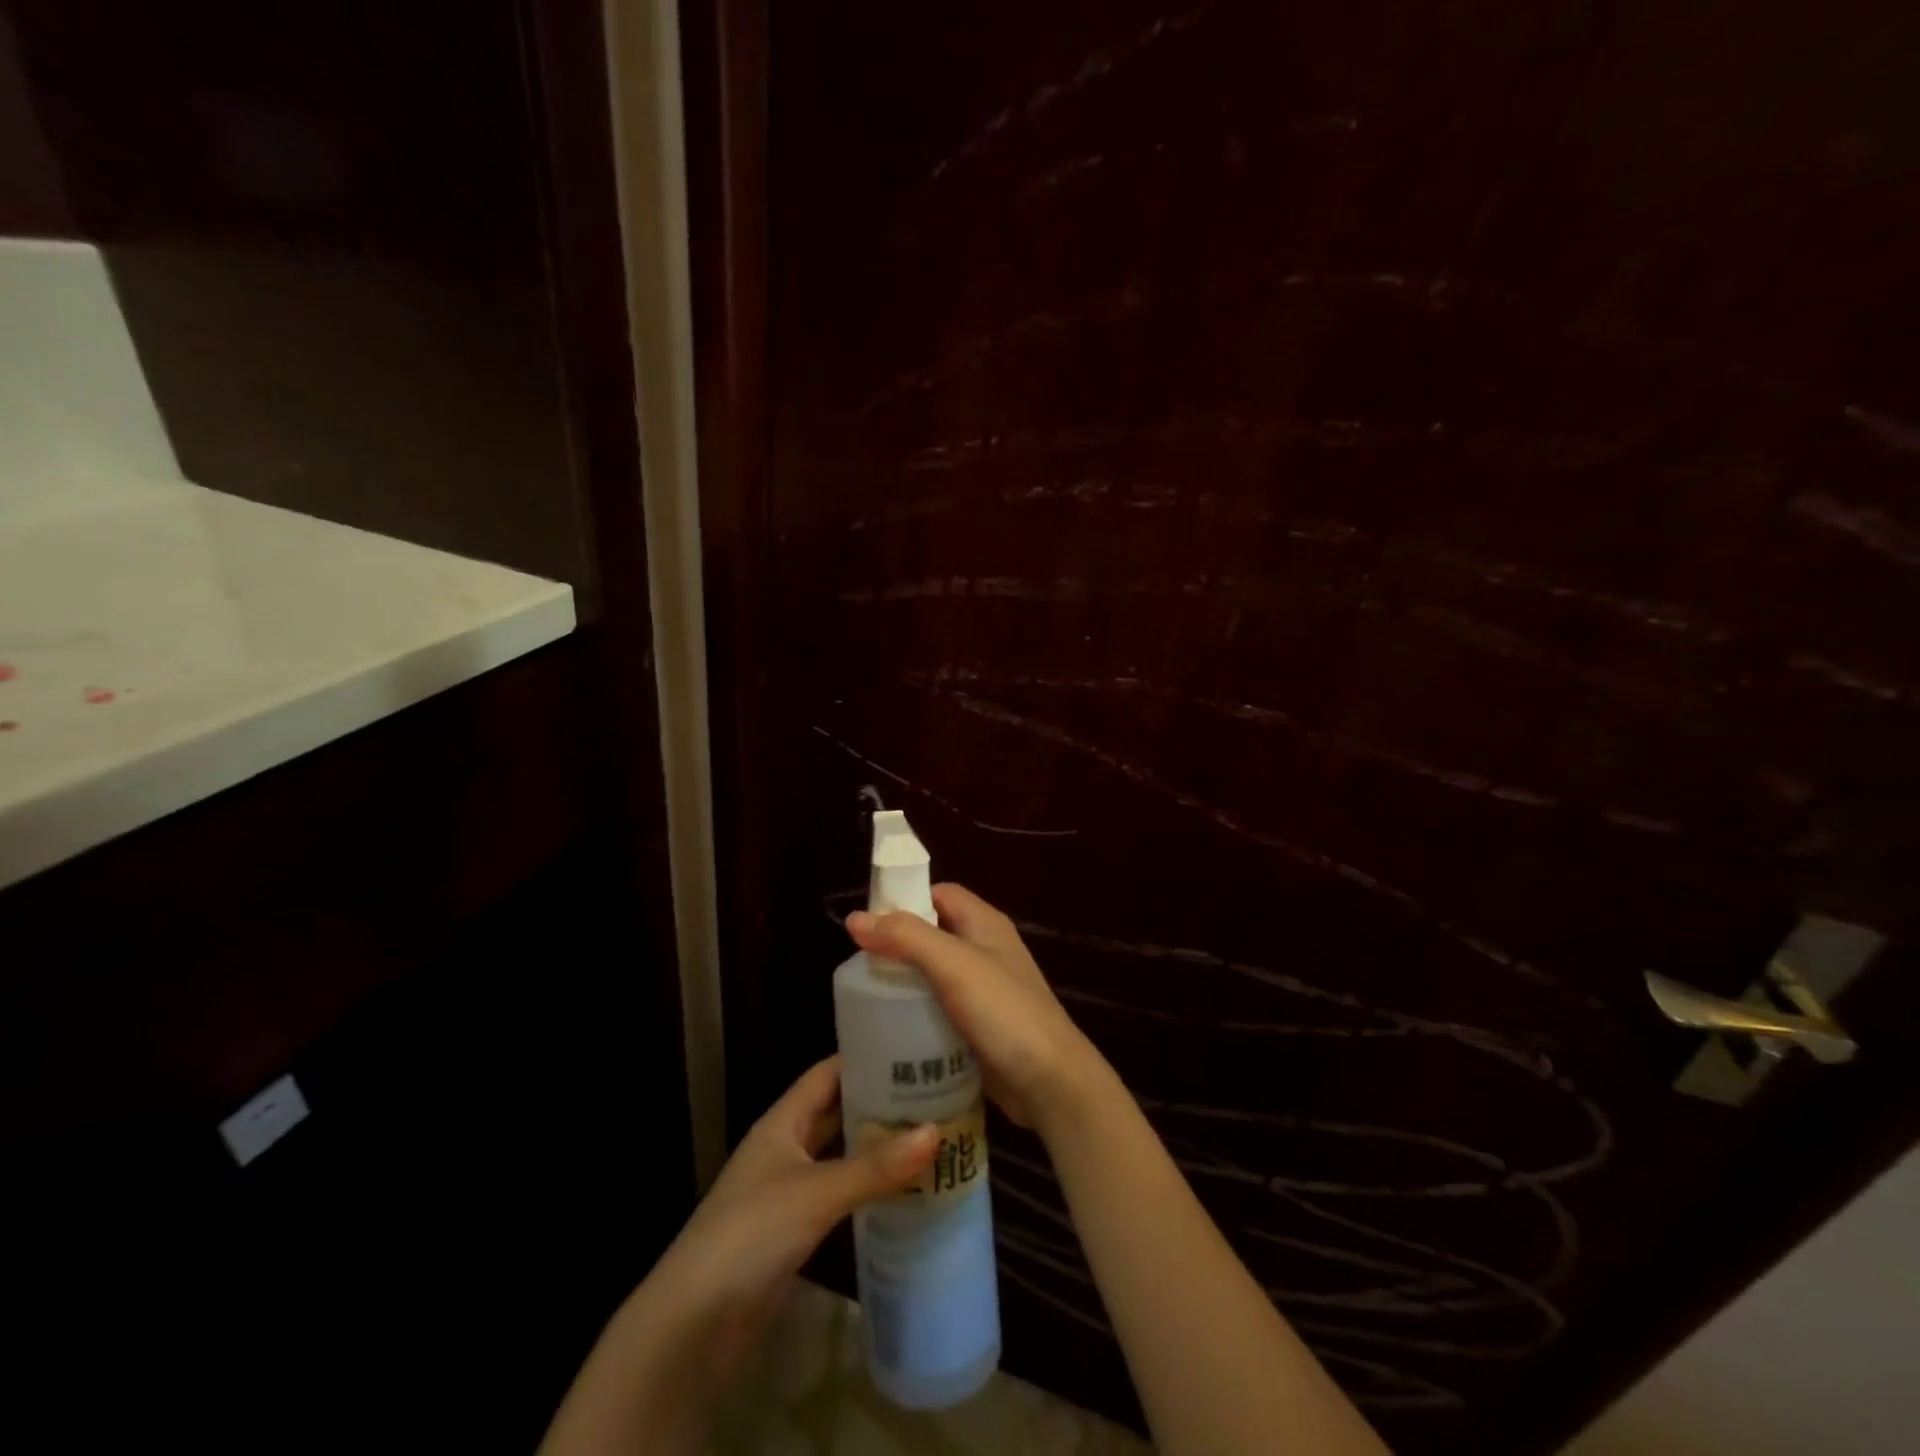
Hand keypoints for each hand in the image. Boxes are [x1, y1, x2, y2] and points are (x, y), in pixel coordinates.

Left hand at [650, 1055, 937, 1370]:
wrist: (693, 1324)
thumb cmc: (750, 1234)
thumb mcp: (817, 1193)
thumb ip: (875, 1167)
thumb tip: (936, 1133)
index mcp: (783, 1121)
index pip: (828, 1073)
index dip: (866, 1058)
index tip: (913, 1050)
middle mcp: (786, 1146)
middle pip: (837, 1111)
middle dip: (880, 1103)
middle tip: (935, 1094)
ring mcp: (788, 1189)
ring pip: (840, 1153)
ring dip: (877, 1146)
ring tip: (930, 1134)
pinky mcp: (794, 1229)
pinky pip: (839, 1193)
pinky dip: (867, 1186)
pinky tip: (902, 1188)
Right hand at [846, 883, 1105, 1130]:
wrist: (1050, 1081)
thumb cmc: (1003, 1012)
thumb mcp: (953, 965)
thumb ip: (907, 937)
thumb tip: (855, 918)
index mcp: (984, 923)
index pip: (939, 893)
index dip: (905, 899)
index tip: (868, 922)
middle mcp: (985, 949)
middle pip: (934, 933)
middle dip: (899, 945)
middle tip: (862, 966)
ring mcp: (984, 990)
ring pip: (935, 973)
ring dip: (905, 981)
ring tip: (868, 997)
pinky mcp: (979, 1025)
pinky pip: (940, 1008)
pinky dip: (918, 1012)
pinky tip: (893, 1028)